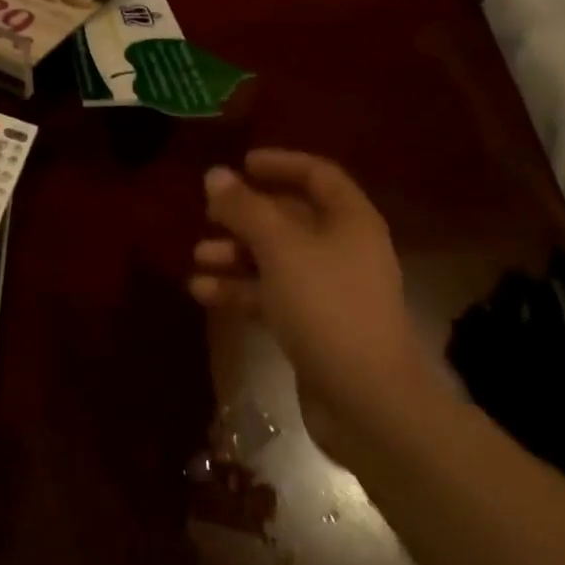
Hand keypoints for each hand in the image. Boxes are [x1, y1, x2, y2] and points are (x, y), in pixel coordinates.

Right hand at [189, 150, 446, 459]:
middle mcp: (342, 249)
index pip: (317, 175)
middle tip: (208, 213)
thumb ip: (245, 208)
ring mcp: (329, 290)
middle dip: (247, 214)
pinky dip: (241, 289)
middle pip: (291, 217)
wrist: (366, 400)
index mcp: (349, 220)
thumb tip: (215, 174)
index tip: (242, 163)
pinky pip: (272, 295)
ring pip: (276, 258)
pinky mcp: (313, 326)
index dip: (280, 164)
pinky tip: (202, 291)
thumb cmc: (326, 305)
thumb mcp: (279, 247)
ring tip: (198, 256)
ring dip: (237, 254)